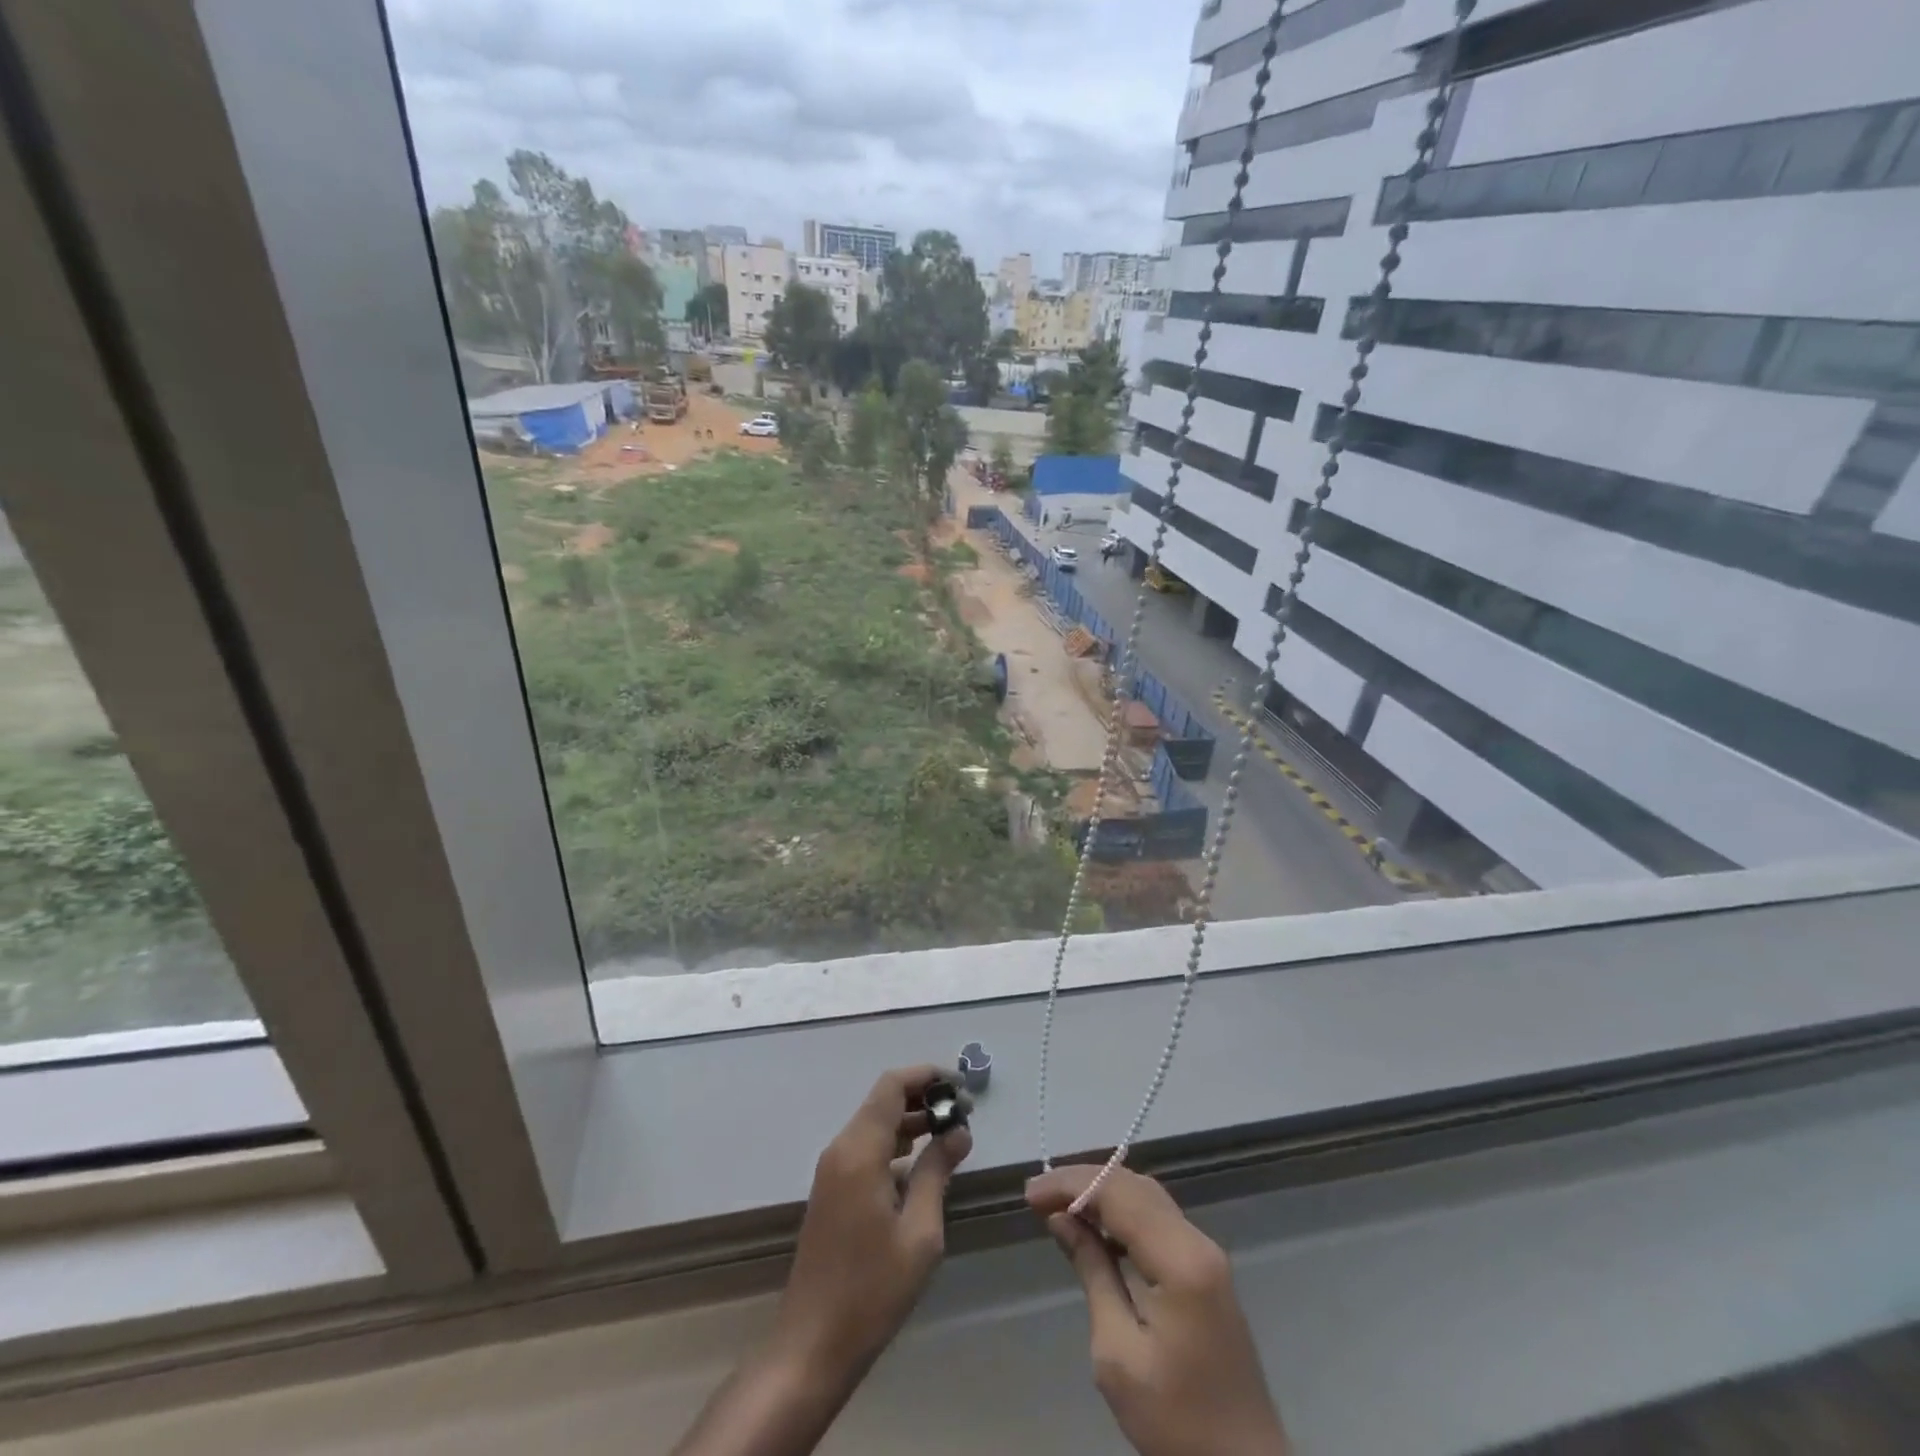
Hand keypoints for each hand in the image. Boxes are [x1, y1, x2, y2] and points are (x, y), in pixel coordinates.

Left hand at [773, 1065, 973, 1383]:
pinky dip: (896, 1144)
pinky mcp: (832, 1191)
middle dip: (924, 1098)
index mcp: (859, 1151)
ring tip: (951, 1135)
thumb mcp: (919, 1233)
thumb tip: (958, 1131)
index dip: (927, 1076)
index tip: (961, 1087)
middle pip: (883, 1101)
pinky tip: (923, 1167)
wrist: (811, 1346)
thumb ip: (937, 1172)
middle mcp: (841, 1149)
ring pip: (875, 1124)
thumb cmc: (871, 1291)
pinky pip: (867, 1148)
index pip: (892, 1086)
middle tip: (964, 1114)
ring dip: (911, 1122)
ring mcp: (833, 1170)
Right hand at [1028, 1165, 1288, 1455]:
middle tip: (1039, 1195)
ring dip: (1102, 1191)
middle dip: (1084, 1181)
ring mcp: (1206, 1252)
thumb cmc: (1176, 1420)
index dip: (1072, 1184)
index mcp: (1180, 1260)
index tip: (1031, 1194)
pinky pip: (1157, 1218)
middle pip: (1134, 1186)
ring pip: (1146, 1196)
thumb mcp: (1118, 1354)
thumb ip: (1092, 1272)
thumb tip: (1061, 1218)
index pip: (1118, 1194)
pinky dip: (1122, 1210)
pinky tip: (1096, 1226)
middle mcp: (1197, 1241)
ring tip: (1059, 1204)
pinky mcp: (1205, 1268)